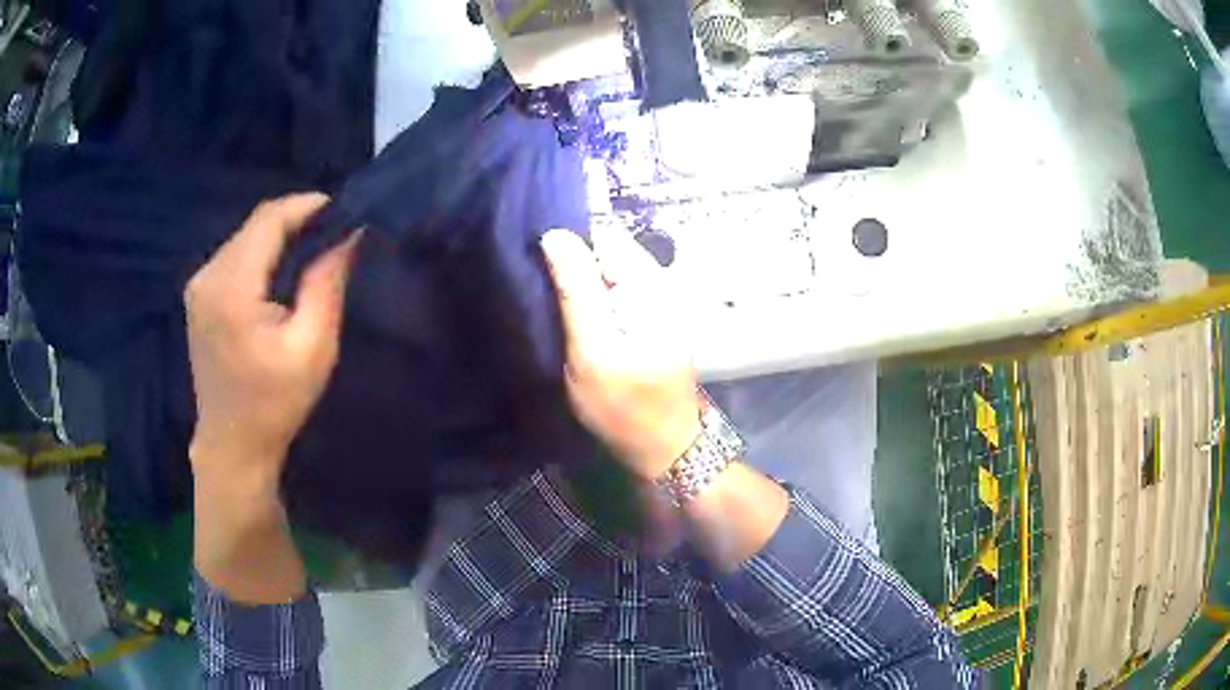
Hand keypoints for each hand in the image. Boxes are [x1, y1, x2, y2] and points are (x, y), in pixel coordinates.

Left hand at [185, 193, 359, 495]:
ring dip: (279, 235)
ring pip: (244, 237)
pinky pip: (234, 255)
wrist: (232, 444)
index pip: (269, 220)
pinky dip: (261, 252)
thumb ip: (327, 284)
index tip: (342, 210)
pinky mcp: (198, 295)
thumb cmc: (275, 404)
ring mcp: (198, 285)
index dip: (306, 205)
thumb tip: (349, 235)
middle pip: (255, 224)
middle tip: (333, 231)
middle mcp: (208, 276)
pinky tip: (280, 270)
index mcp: (231, 289)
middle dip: (296, 219)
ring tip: (312, 248)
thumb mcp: (312, 348)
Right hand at [540, 225, 700, 479]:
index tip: (535, 260)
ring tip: (549, 301)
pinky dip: (589, 299)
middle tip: (537, 287)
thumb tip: (555, 235)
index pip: (602, 234)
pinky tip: (571, 316)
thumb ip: (576, 291)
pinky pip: (611, 292)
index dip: (567, 242)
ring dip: (577, 282)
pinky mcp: (645, 318)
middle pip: (604, 250)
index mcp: (648, 283)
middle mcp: (656, 282)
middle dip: (571, 262)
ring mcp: (654, 300)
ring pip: (605, 272)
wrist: (663, 447)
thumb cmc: (625, 406)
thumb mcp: (593, 350)